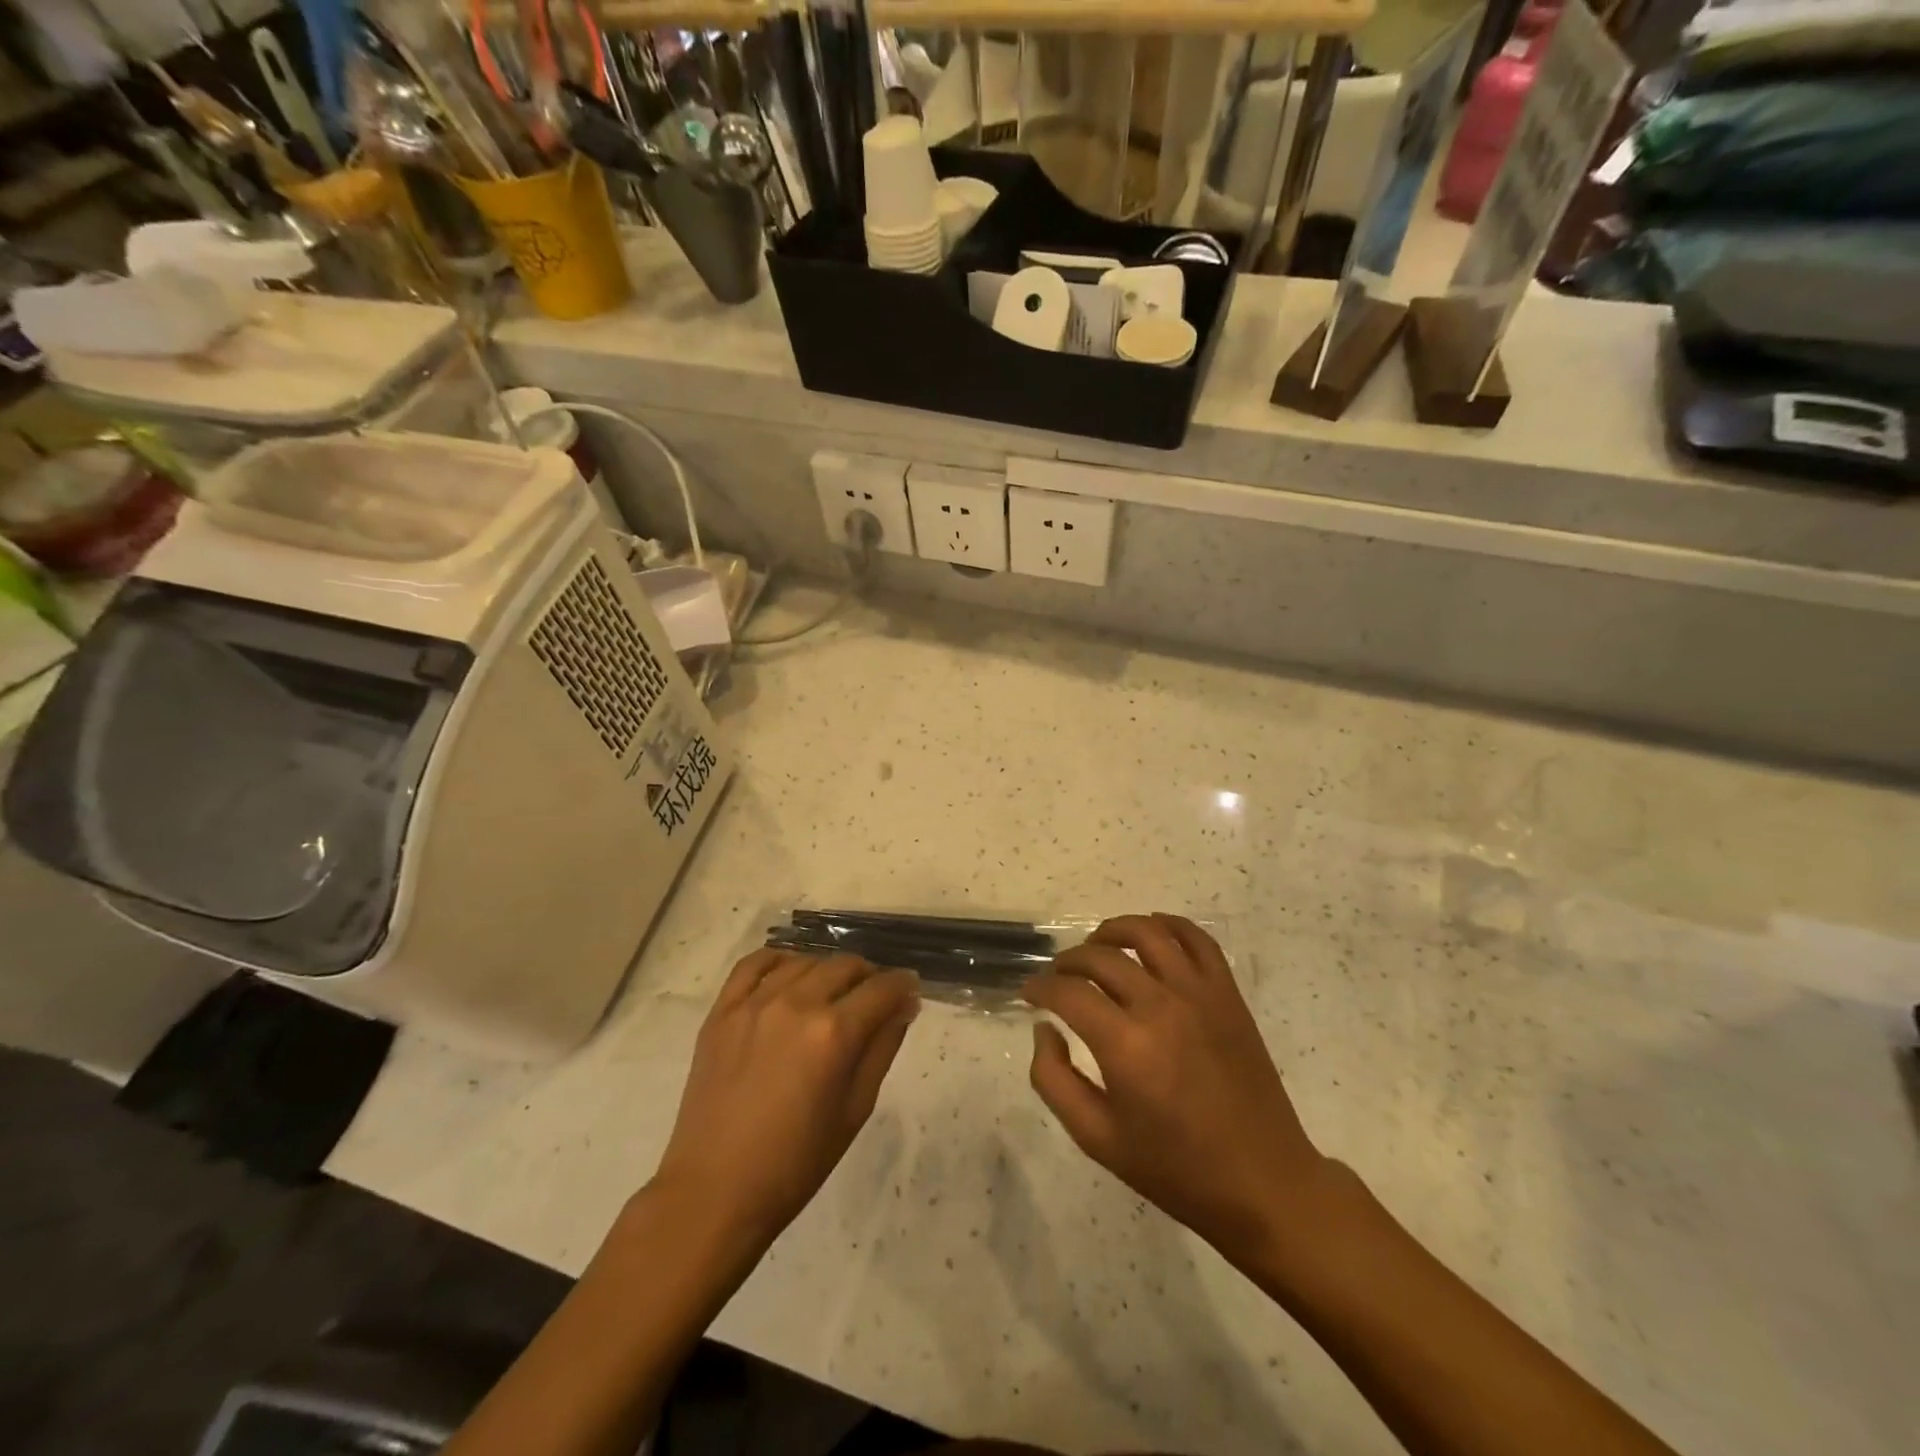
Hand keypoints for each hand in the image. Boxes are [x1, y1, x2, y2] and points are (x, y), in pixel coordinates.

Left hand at [651, 950, 919, 1249]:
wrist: (715, 1191)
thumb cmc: (796, 1163)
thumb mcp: (855, 1110)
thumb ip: (883, 1048)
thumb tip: (904, 1005)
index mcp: (833, 1033)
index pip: (882, 989)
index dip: (903, 985)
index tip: (910, 990)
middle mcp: (796, 1004)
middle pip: (845, 966)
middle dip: (869, 976)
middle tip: (874, 998)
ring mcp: (754, 1003)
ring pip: (805, 961)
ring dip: (828, 970)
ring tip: (833, 993)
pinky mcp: (722, 1011)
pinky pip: (754, 963)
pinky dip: (779, 959)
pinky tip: (790, 973)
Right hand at [1024, 914, 1330, 1264]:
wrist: (1261, 1183)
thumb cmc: (1174, 1168)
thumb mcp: (1096, 1138)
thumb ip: (1053, 1078)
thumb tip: (1044, 1028)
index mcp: (1125, 1045)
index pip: (1068, 991)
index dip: (1040, 987)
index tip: (1030, 993)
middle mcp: (1160, 1006)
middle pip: (1101, 956)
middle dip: (1067, 961)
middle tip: (1058, 977)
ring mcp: (1199, 994)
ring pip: (1147, 933)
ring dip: (1112, 931)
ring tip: (1097, 946)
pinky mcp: (1228, 994)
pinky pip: (1197, 939)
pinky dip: (1169, 925)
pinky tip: (1151, 934)